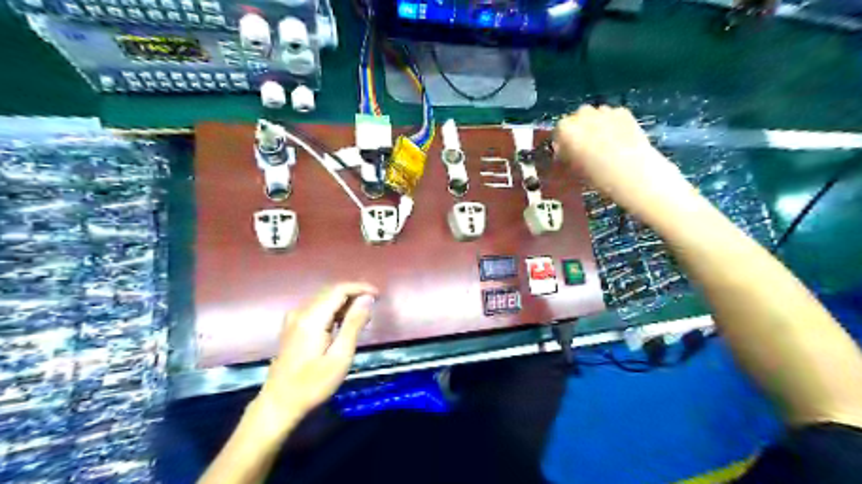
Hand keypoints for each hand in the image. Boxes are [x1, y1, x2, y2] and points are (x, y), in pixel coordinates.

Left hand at [253, 282, 377, 428]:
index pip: (339, 290)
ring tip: (363, 317)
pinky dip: (334, 311)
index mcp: (312, 318)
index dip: (360, 288)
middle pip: (331, 292)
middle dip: (354, 294)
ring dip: (345, 303)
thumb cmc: (313, 384)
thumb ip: (353, 324)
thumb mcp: (340, 356)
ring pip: (324, 300)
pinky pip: (317, 309)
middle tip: (374, 306)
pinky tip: (343, 324)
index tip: (378, 295)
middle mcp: (301, 312)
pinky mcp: (293, 327)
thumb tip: (367, 299)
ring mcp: (294, 319)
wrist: (279, 404)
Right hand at [555, 107, 690, 216]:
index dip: (562, 142)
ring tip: (602, 143)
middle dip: (578, 130)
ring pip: (593, 115)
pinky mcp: (623, 112)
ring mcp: (604, 111)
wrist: (635, 173)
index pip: (558, 131)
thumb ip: (568, 156)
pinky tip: (618, 139)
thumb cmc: (600, 177)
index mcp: (566, 130)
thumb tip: (566, 151)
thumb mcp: (576, 169)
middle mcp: (582, 115)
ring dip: (594, 125)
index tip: (567, 154)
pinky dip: (610, 124)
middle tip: (584, 148)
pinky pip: (610, 116)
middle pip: (575, 119)